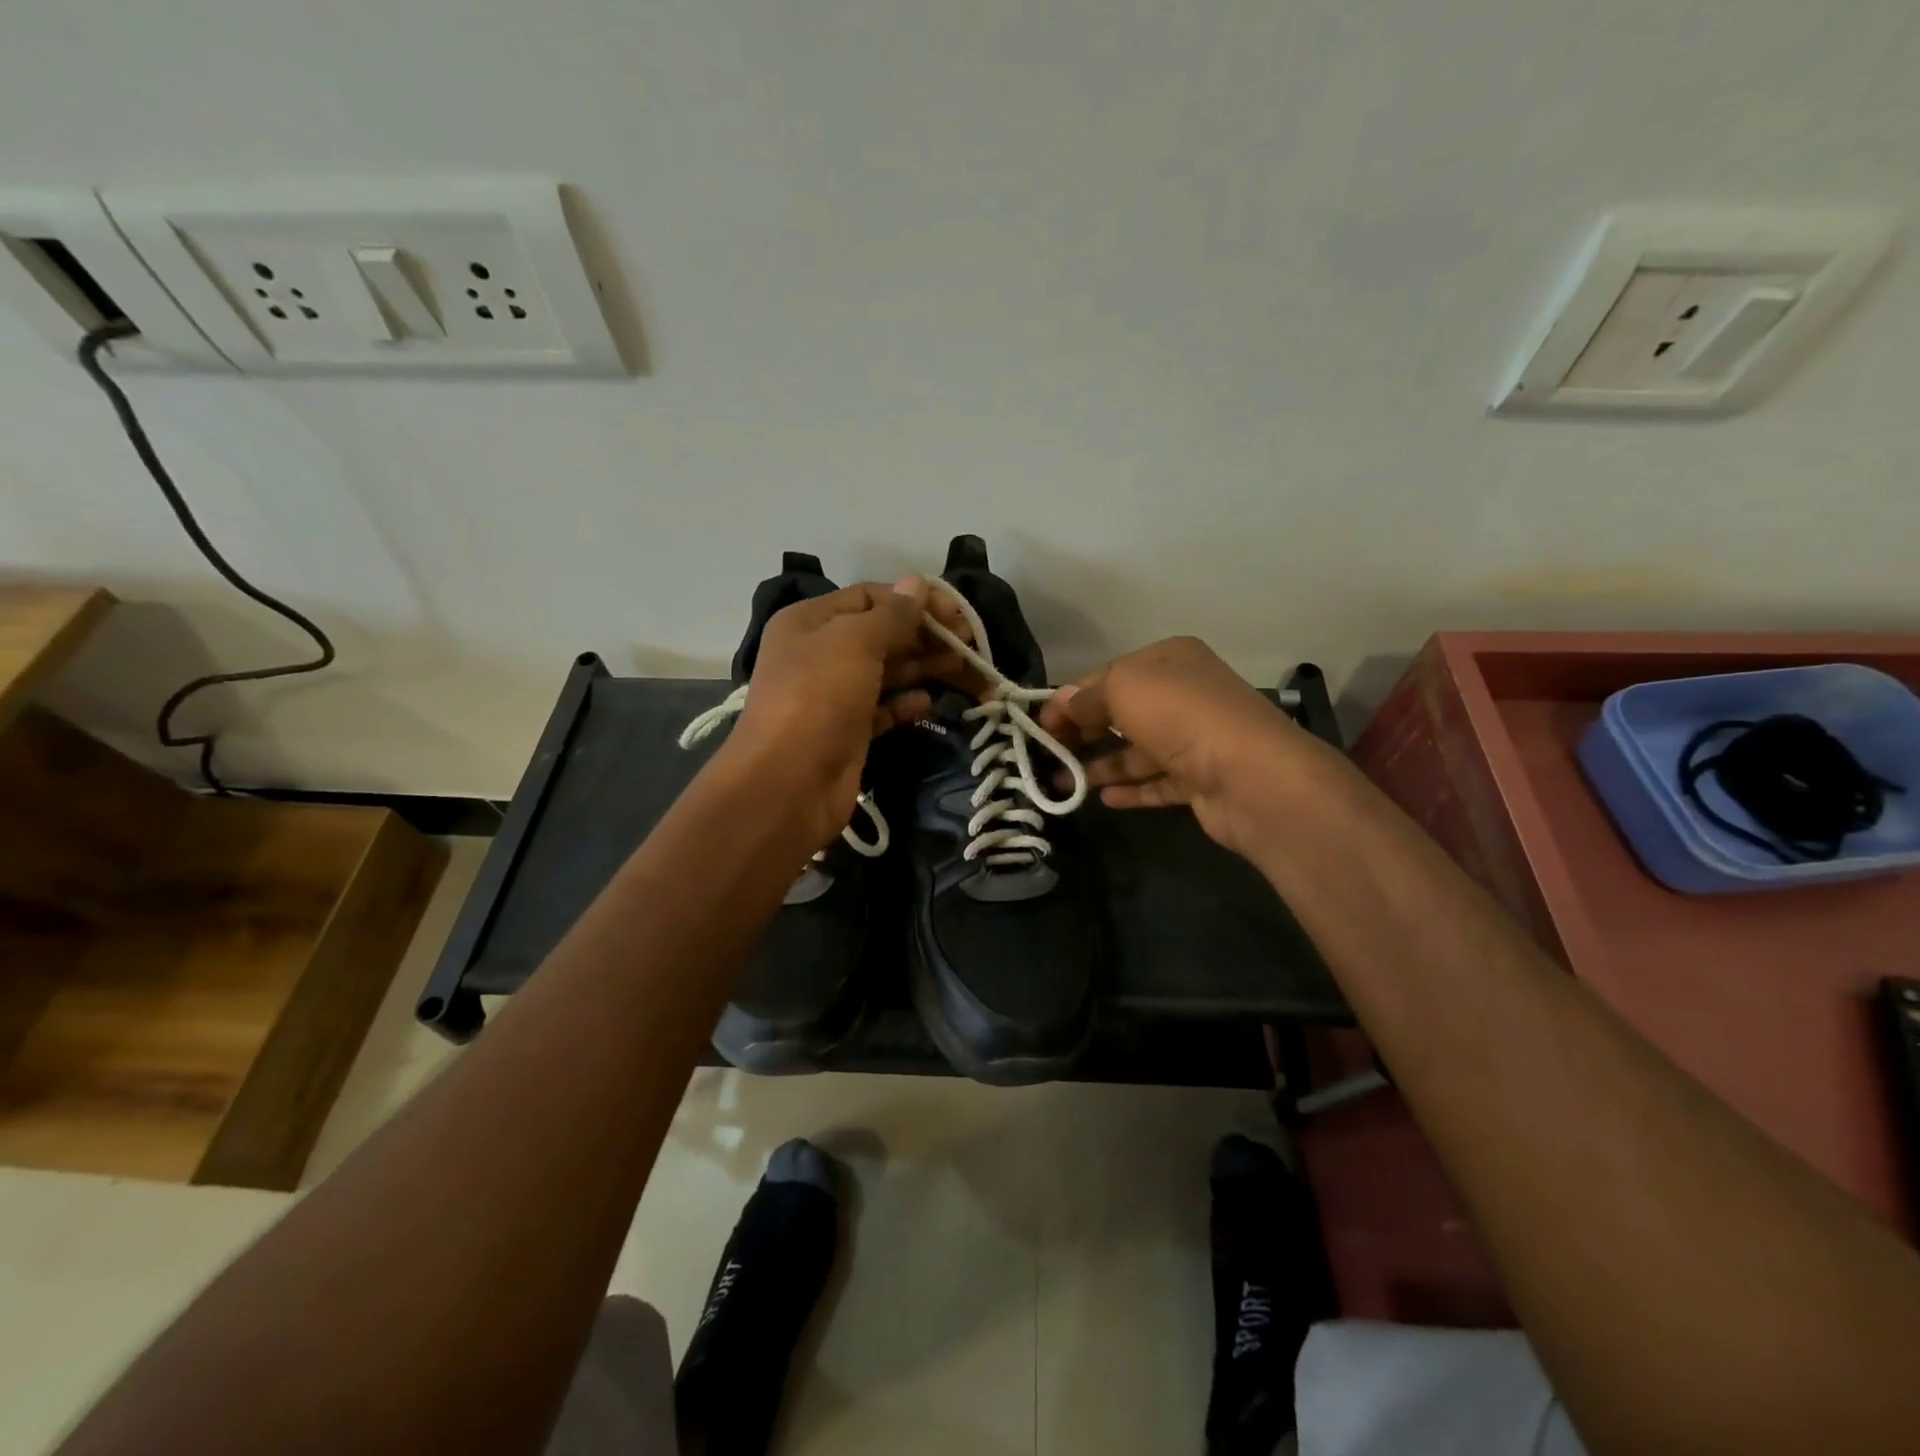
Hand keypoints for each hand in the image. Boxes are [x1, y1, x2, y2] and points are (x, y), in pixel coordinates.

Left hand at [728, 578, 969, 846]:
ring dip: (923, 665)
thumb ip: (891, 614)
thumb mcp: (854, 643)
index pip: (870, 597)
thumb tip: (916, 583)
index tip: (957, 613)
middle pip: (882, 634)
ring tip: (962, 667)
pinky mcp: (848, 732)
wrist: (788, 784)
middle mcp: (820, 653)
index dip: (914, 599)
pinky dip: (906, 703)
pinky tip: (929, 703)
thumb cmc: (818, 699)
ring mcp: (834, 695)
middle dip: (925, 634)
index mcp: (811, 622)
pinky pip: (883, 709)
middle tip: (969, 643)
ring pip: (886, 671)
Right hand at [1037, 637, 1314, 857]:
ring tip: (1061, 782)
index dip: (1070, 697)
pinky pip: (1157, 781)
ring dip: (1100, 764)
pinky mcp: (1201, 779)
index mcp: (1171, 660)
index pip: (1108, 674)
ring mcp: (1196, 739)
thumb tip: (1061, 702)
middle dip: (1083, 730)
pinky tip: (1103, 799)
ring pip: (1137, 750)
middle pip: (1122, 712)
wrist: (1250, 775)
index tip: (1040, 724)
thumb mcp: (1123, 689)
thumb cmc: (1180, 716)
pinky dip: (1131, 788)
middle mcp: (1185, 695)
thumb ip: (1087, 696)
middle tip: (1047, 753)